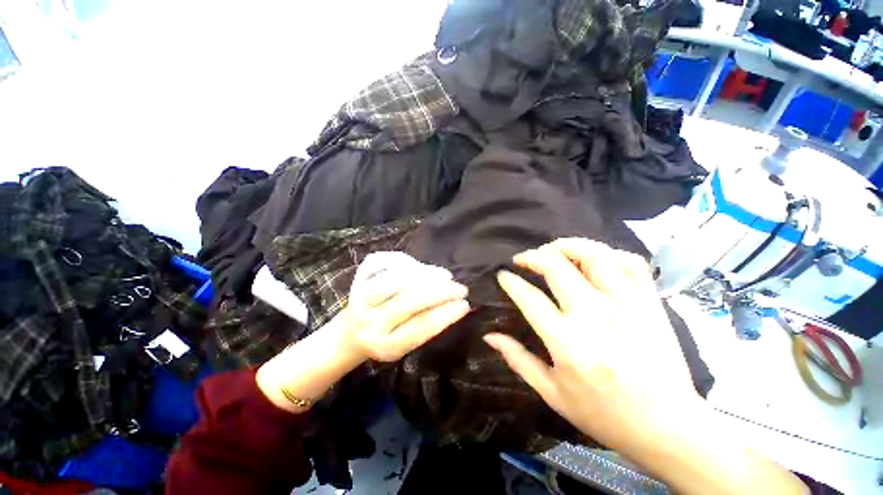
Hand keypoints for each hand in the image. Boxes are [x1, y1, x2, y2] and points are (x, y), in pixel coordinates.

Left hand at [340, 251, 470, 362]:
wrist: (350, 334)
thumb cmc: (386, 339)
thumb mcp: (405, 344)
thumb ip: (426, 326)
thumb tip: (456, 304)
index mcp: (385, 345)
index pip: (420, 328)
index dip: (445, 315)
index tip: (465, 304)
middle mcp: (370, 322)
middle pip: (408, 301)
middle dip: (440, 292)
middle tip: (459, 287)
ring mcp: (360, 298)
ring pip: (395, 279)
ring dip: (425, 274)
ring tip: (444, 275)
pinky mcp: (358, 279)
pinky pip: (383, 263)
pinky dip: (405, 262)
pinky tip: (420, 267)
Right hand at [483, 238, 699, 450]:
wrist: (668, 426)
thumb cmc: (604, 415)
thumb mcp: (552, 394)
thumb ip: (518, 360)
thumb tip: (489, 336)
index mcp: (566, 341)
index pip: (528, 297)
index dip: (510, 281)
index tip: (502, 275)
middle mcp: (593, 314)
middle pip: (555, 266)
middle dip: (532, 256)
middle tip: (522, 259)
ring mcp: (625, 304)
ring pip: (592, 255)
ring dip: (567, 245)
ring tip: (553, 250)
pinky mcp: (649, 302)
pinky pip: (629, 262)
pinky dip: (609, 253)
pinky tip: (595, 259)